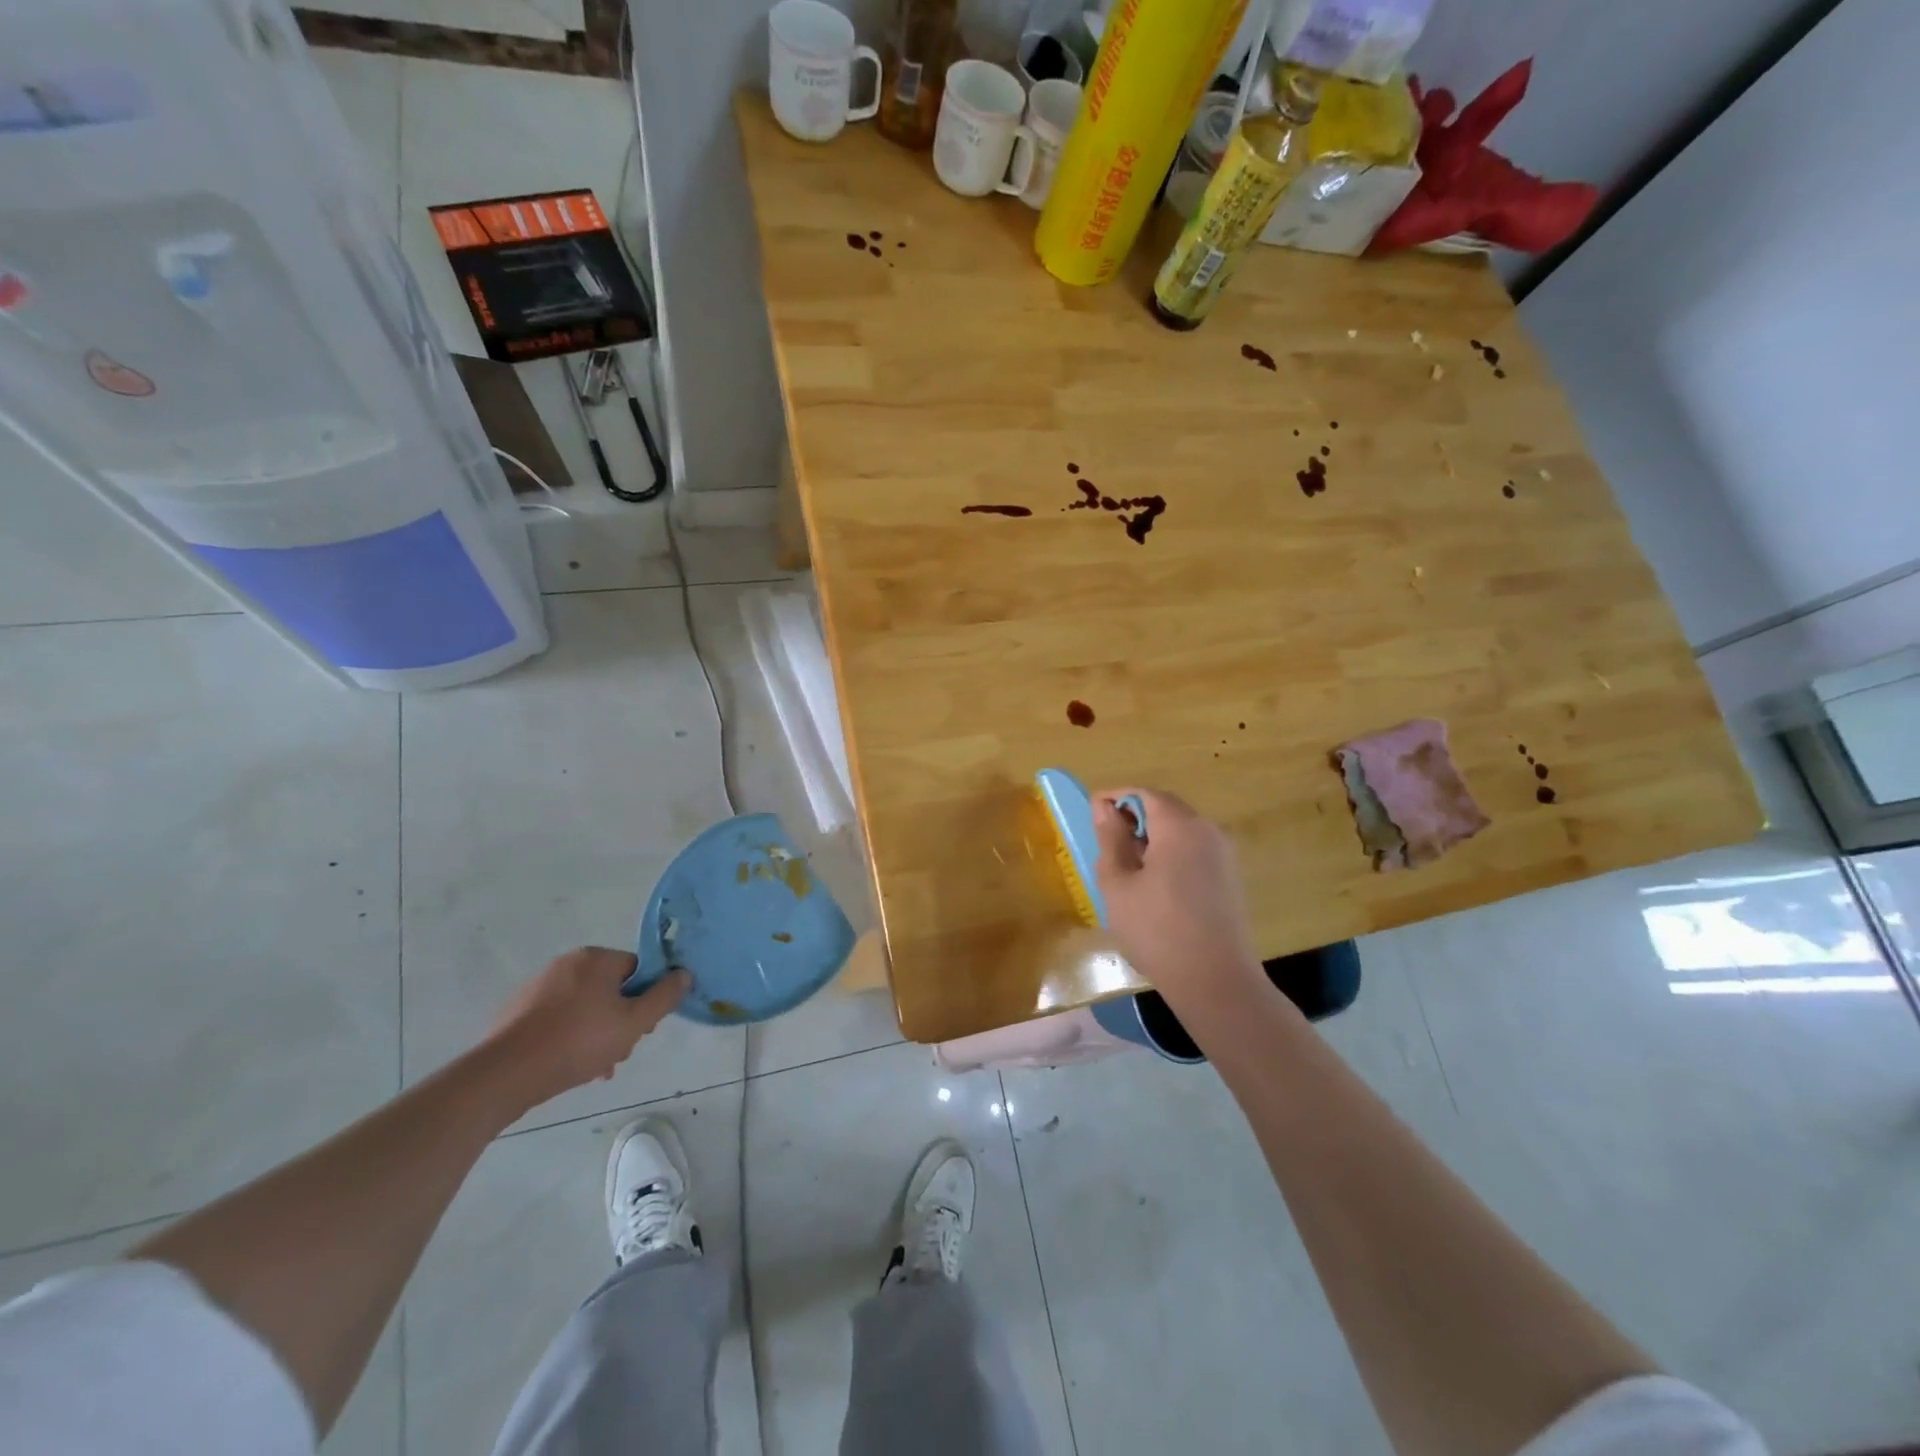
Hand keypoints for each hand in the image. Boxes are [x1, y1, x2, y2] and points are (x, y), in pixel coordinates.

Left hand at [487, 948, 687, 1108]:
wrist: (507, 1074)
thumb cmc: (578, 1041)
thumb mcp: (635, 1022)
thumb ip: (664, 997)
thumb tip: (685, 973)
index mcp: (596, 958)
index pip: (637, 970)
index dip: (646, 999)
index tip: (642, 1028)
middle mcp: (567, 964)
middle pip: (611, 990)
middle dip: (621, 1021)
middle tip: (620, 1050)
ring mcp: (539, 987)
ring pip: (585, 1008)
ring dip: (598, 1034)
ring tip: (597, 1067)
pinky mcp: (519, 1012)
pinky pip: (559, 1020)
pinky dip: (570, 1038)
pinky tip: (572, 1067)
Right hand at [1091, 788, 1266, 1010]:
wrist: (1215, 981)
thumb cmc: (1157, 930)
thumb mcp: (1119, 884)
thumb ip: (1110, 839)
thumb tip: (1104, 807)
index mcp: (1180, 826)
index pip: (1144, 793)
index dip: (1116, 797)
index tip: (1091, 811)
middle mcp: (1207, 831)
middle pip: (1166, 808)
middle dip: (1134, 816)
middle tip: (1107, 840)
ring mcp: (1224, 855)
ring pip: (1181, 830)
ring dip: (1152, 836)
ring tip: (1127, 865)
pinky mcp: (1230, 878)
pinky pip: (1195, 850)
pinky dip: (1171, 853)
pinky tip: (1155, 884)